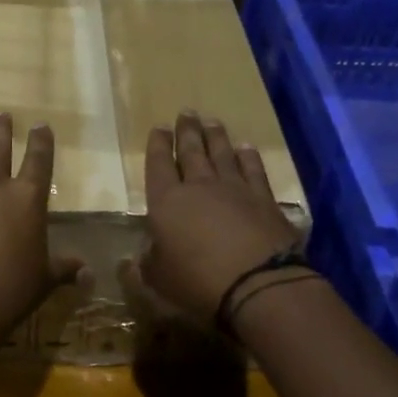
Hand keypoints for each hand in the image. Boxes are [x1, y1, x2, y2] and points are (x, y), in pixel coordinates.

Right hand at [137, 111, 302, 324]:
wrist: (258, 285)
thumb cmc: (197, 282)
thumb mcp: (158, 280)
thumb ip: (145, 266)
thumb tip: (133, 260)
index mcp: (166, 202)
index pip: (158, 164)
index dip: (157, 145)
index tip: (159, 127)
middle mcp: (199, 186)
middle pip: (191, 151)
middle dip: (187, 131)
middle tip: (186, 112)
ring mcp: (235, 189)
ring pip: (222, 154)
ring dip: (216, 137)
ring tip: (212, 121)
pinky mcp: (264, 200)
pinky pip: (254, 170)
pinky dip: (248, 157)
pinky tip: (246, 148)